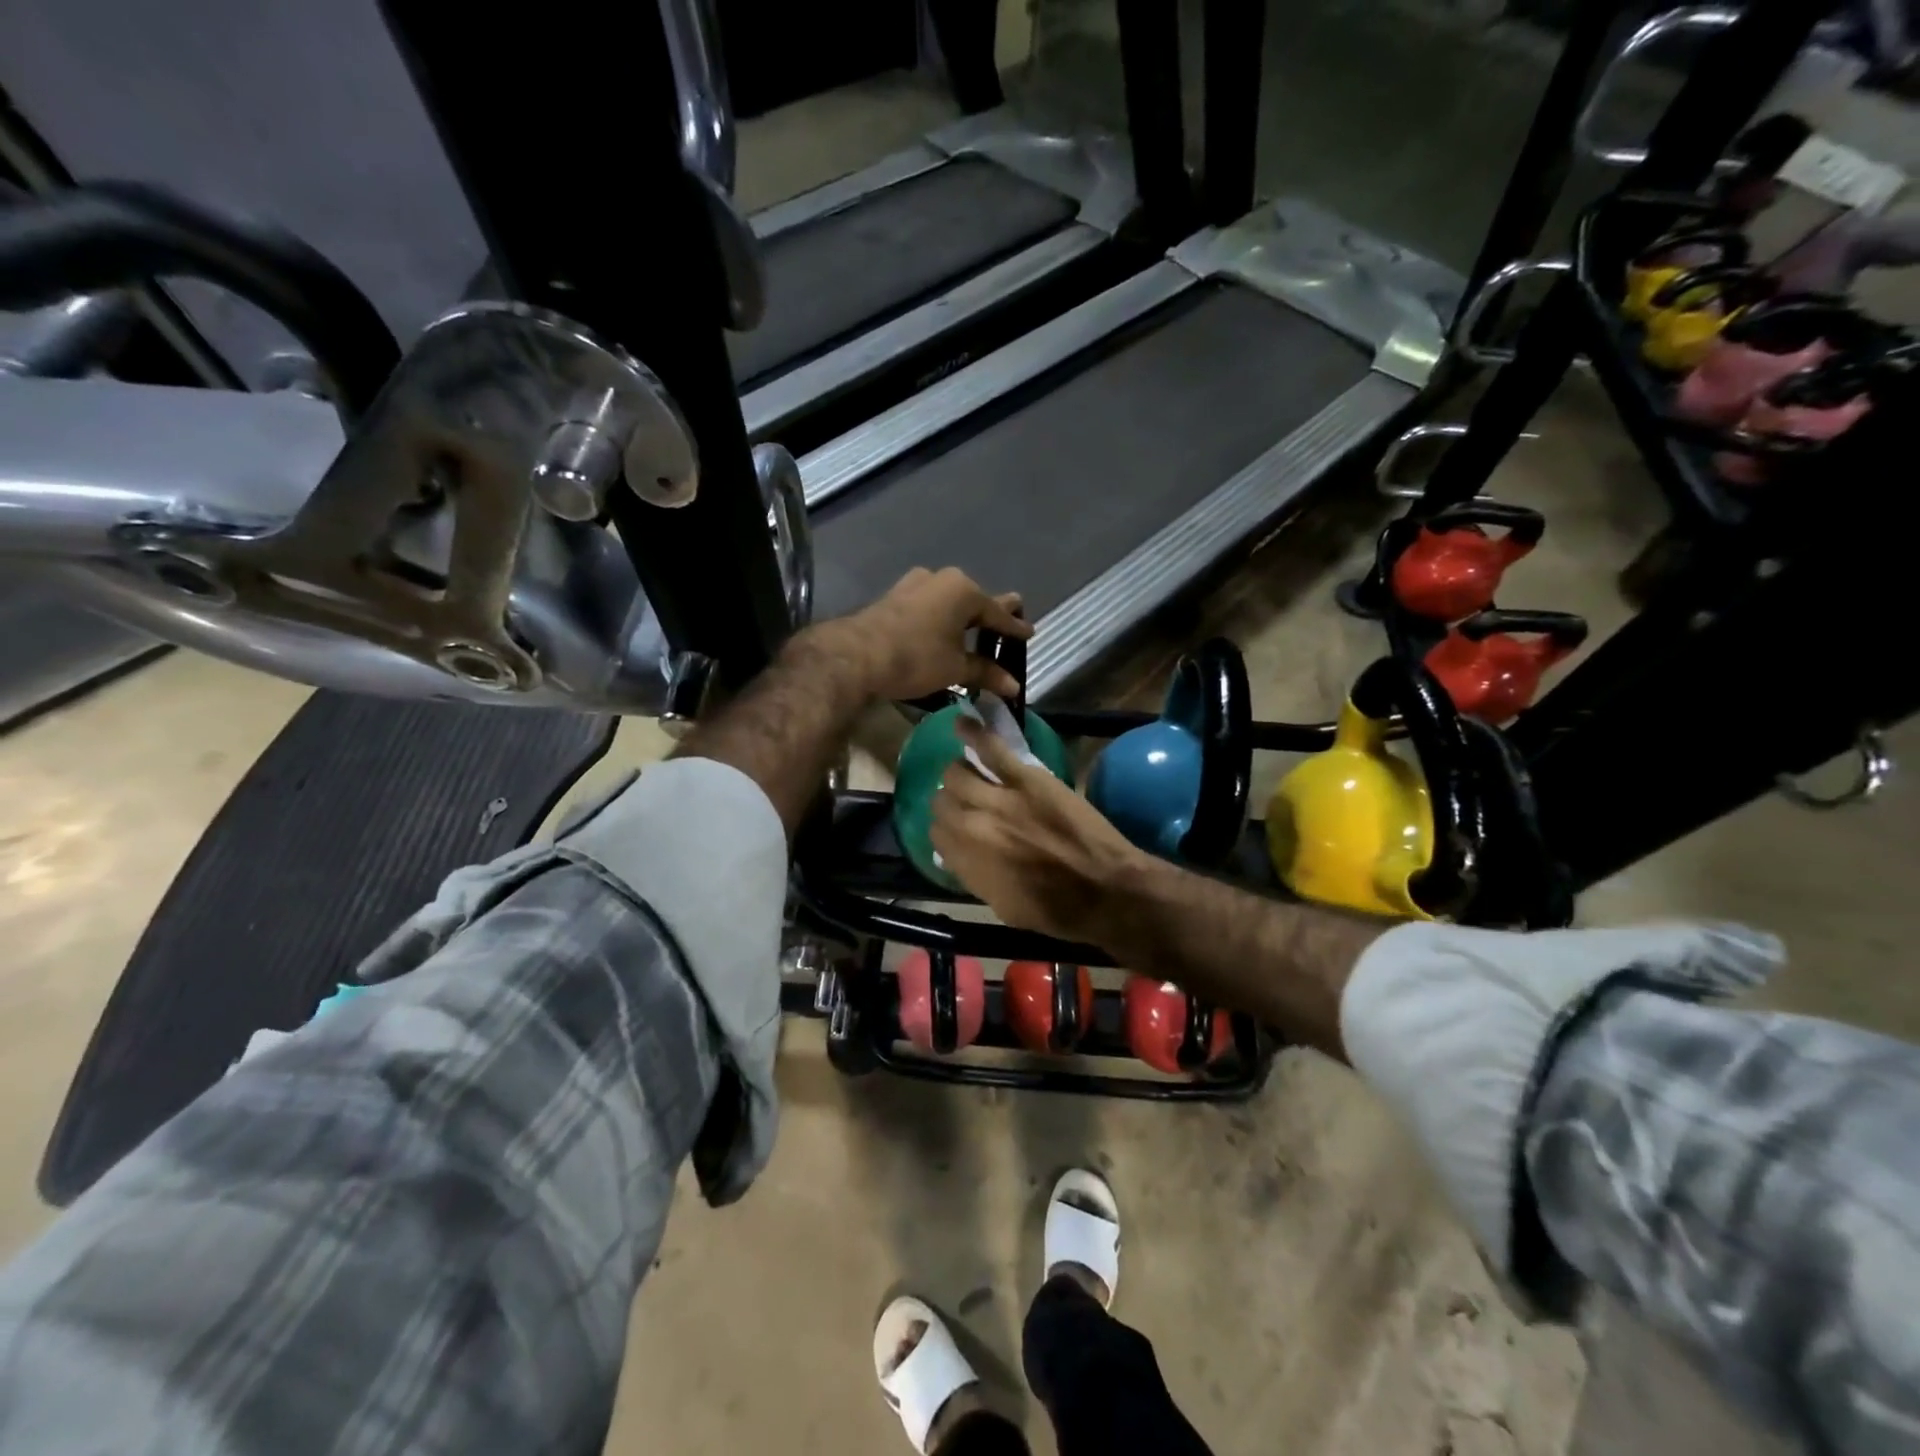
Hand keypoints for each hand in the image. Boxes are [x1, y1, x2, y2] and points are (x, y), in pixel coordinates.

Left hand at [830, 567, 1030, 702]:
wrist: (856, 656)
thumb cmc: (916, 658)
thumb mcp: (956, 668)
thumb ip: (986, 673)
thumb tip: (1014, 686)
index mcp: (964, 590)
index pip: (998, 613)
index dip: (1015, 628)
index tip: (1030, 634)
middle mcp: (942, 579)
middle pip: (974, 600)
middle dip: (991, 615)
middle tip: (1009, 621)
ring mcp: (915, 584)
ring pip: (949, 600)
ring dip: (963, 616)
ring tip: (976, 630)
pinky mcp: (895, 596)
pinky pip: (930, 605)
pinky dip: (942, 618)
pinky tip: (943, 630)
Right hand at [930, 717, 1149, 944]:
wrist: (1106, 890)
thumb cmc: (1057, 910)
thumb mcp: (1003, 906)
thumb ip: (974, 875)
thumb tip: (959, 854)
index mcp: (966, 862)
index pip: (935, 836)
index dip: (944, 832)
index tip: (955, 832)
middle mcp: (971, 828)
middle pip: (941, 802)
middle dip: (948, 804)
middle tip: (964, 804)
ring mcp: (998, 798)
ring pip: (957, 774)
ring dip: (958, 775)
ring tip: (968, 774)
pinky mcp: (1026, 778)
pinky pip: (991, 749)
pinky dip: (973, 733)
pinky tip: (963, 723)